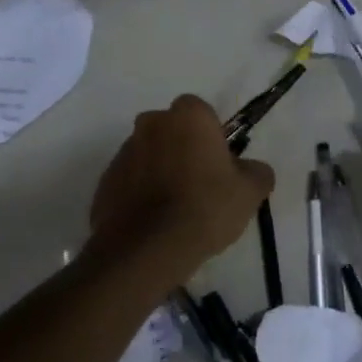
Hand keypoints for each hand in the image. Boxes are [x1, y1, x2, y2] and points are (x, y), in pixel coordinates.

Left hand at [89, 95, 273, 278]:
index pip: (202, 113)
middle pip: (172, 131)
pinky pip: (131, 181)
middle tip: (200, 185)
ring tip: (176, 209)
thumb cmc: (206, 208)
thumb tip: (252, 169)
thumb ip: (257, 171)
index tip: (220, 164)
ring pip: (150, 155)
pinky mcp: (105, 181)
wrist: (147, 249)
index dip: (213, 137)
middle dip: (183, 149)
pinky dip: (141, 194)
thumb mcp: (250, 192)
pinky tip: (155, 222)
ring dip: (161, 171)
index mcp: (188, 116)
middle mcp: (151, 123)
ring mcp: (123, 152)